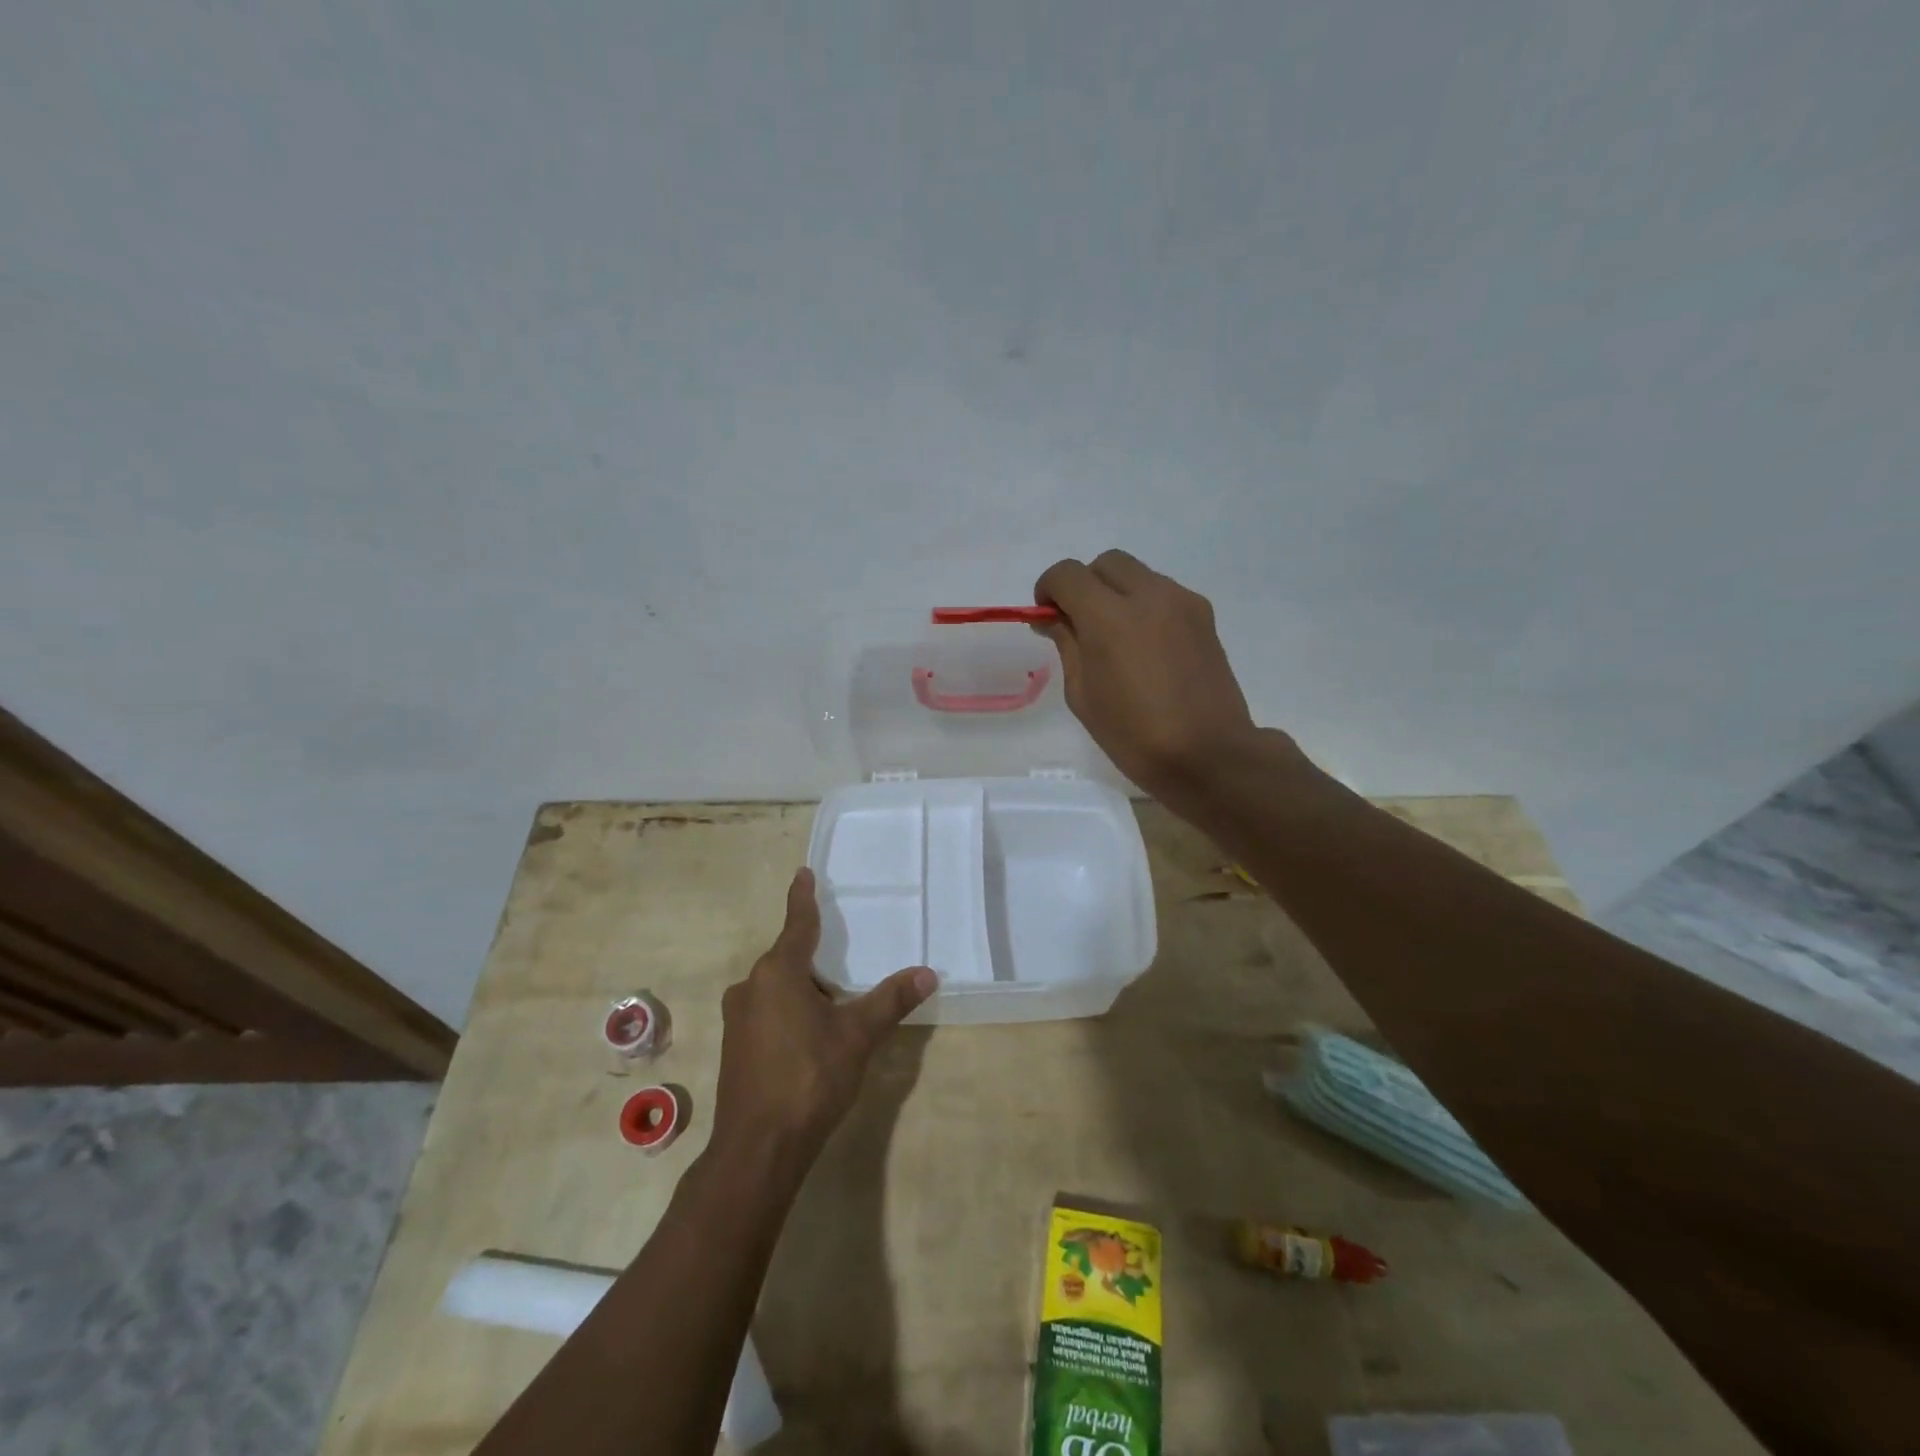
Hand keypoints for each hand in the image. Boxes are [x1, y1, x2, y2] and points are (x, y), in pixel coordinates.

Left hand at [711, 868, 935, 1177]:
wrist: (758, 1148)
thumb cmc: (809, 1077)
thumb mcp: (858, 1035)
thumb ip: (891, 1000)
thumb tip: (927, 973)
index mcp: (777, 973)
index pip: (797, 924)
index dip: (803, 898)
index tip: (803, 873)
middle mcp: (751, 988)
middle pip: (788, 958)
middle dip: (815, 957)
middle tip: (845, 957)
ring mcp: (738, 1019)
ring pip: (777, 988)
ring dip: (804, 989)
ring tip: (835, 1002)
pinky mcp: (735, 1048)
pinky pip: (767, 1012)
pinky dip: (790, 1011)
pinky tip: (811, 1036)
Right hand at [1034, 550, 1268, 800]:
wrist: (1208, 755)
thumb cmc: (1134, 735)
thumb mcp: (1083, 695)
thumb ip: (1067, 645)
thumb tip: (1056, 619)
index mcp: (1109, 617)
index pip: (1067, 574)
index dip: (1048, 588)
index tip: (1047, 616)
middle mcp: (1148, 595)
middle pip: (1106, 563)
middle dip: (1085, 584)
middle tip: (1080, 624)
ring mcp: (1182, 602)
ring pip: (1138, 574)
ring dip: (1117, 593)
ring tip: (1116, 638)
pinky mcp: (1204, 615)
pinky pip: (1163, 594)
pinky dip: (1145, 606)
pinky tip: (1146, 647)